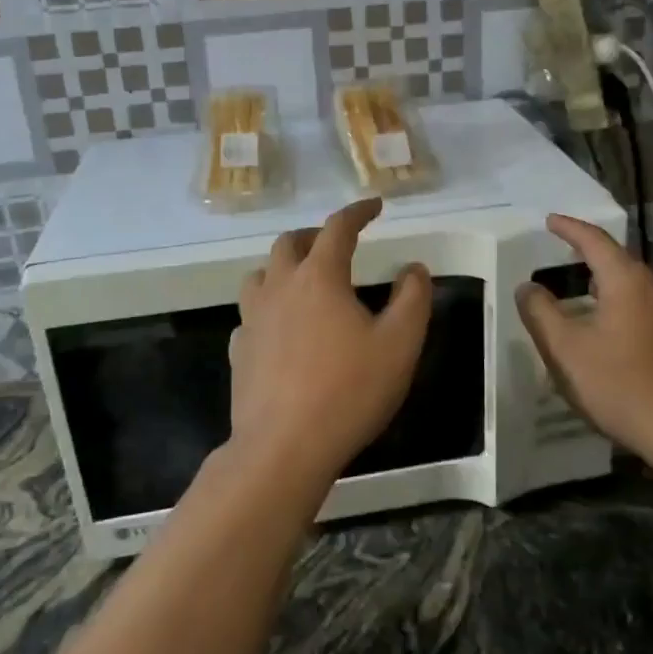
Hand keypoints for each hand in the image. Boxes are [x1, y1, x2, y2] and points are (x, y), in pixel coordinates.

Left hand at [230, 198, 432, 491]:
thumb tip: (413, 269)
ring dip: (283, 267)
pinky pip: (250, 315)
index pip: (338, 228)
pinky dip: (267, 309)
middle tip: (338, 244)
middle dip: (315, 235)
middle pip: (290, 243)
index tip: (375, 205)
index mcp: (319, 277)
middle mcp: (280, 287)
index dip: (358, 211)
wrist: (284, 447)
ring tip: (304, 281)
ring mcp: (252, 319)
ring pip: (260, 274)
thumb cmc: (349, 391)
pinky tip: (280, 329)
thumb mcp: (400, 345)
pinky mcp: (239, 350)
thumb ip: (412, 299)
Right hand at [516, 214, 652, 467]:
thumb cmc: (620, 383)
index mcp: (626, 280)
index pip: (594, 240)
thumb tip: (526, 286)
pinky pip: (641, 309)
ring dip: (603, 284)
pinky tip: (604, 328)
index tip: (550, 220)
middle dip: (588, 254)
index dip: (569, 228)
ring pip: (630, 287)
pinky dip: (616, 306)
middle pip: (617, 260)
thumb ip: (540, 312)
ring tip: (578, 290)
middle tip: (561, 252)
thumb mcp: (565, 349)